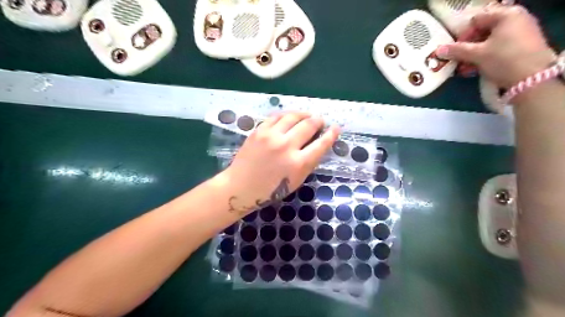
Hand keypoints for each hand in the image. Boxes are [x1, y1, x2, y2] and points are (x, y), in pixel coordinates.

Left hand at [224, 110, 338, 215]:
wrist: (240, 187)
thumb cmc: (270, 190)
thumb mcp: (296, 181)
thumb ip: (308, 162)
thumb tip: (317, 144)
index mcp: (298, 163)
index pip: (321, 144)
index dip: (331, 134)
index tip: (336, 128)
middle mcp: (286, 146)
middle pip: (308, 125)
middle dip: (318, 120)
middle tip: (320, 120)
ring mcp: (271, 136)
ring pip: (293, 116)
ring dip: (303, 114)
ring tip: (307, 116)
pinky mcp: (259, 131)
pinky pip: (276, 117)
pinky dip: (286, 116)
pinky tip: (289, 117)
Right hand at [437, 3, 553, 88]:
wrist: (532, 79)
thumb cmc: (503, 60)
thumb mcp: (477, 55)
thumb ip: (457, 51)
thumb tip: (438, 50)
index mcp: (506, 15)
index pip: (476, 20)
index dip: (462, 34)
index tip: (454, 49)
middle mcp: (516, 19)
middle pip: (482, 31)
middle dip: (467, 47)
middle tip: (457, 60)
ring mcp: (520, 33)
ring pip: (488, 42)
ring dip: (473, 55)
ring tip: (464, 68)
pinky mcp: (521, 47)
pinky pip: (497, 48)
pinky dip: (484, 58)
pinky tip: (474, 70)